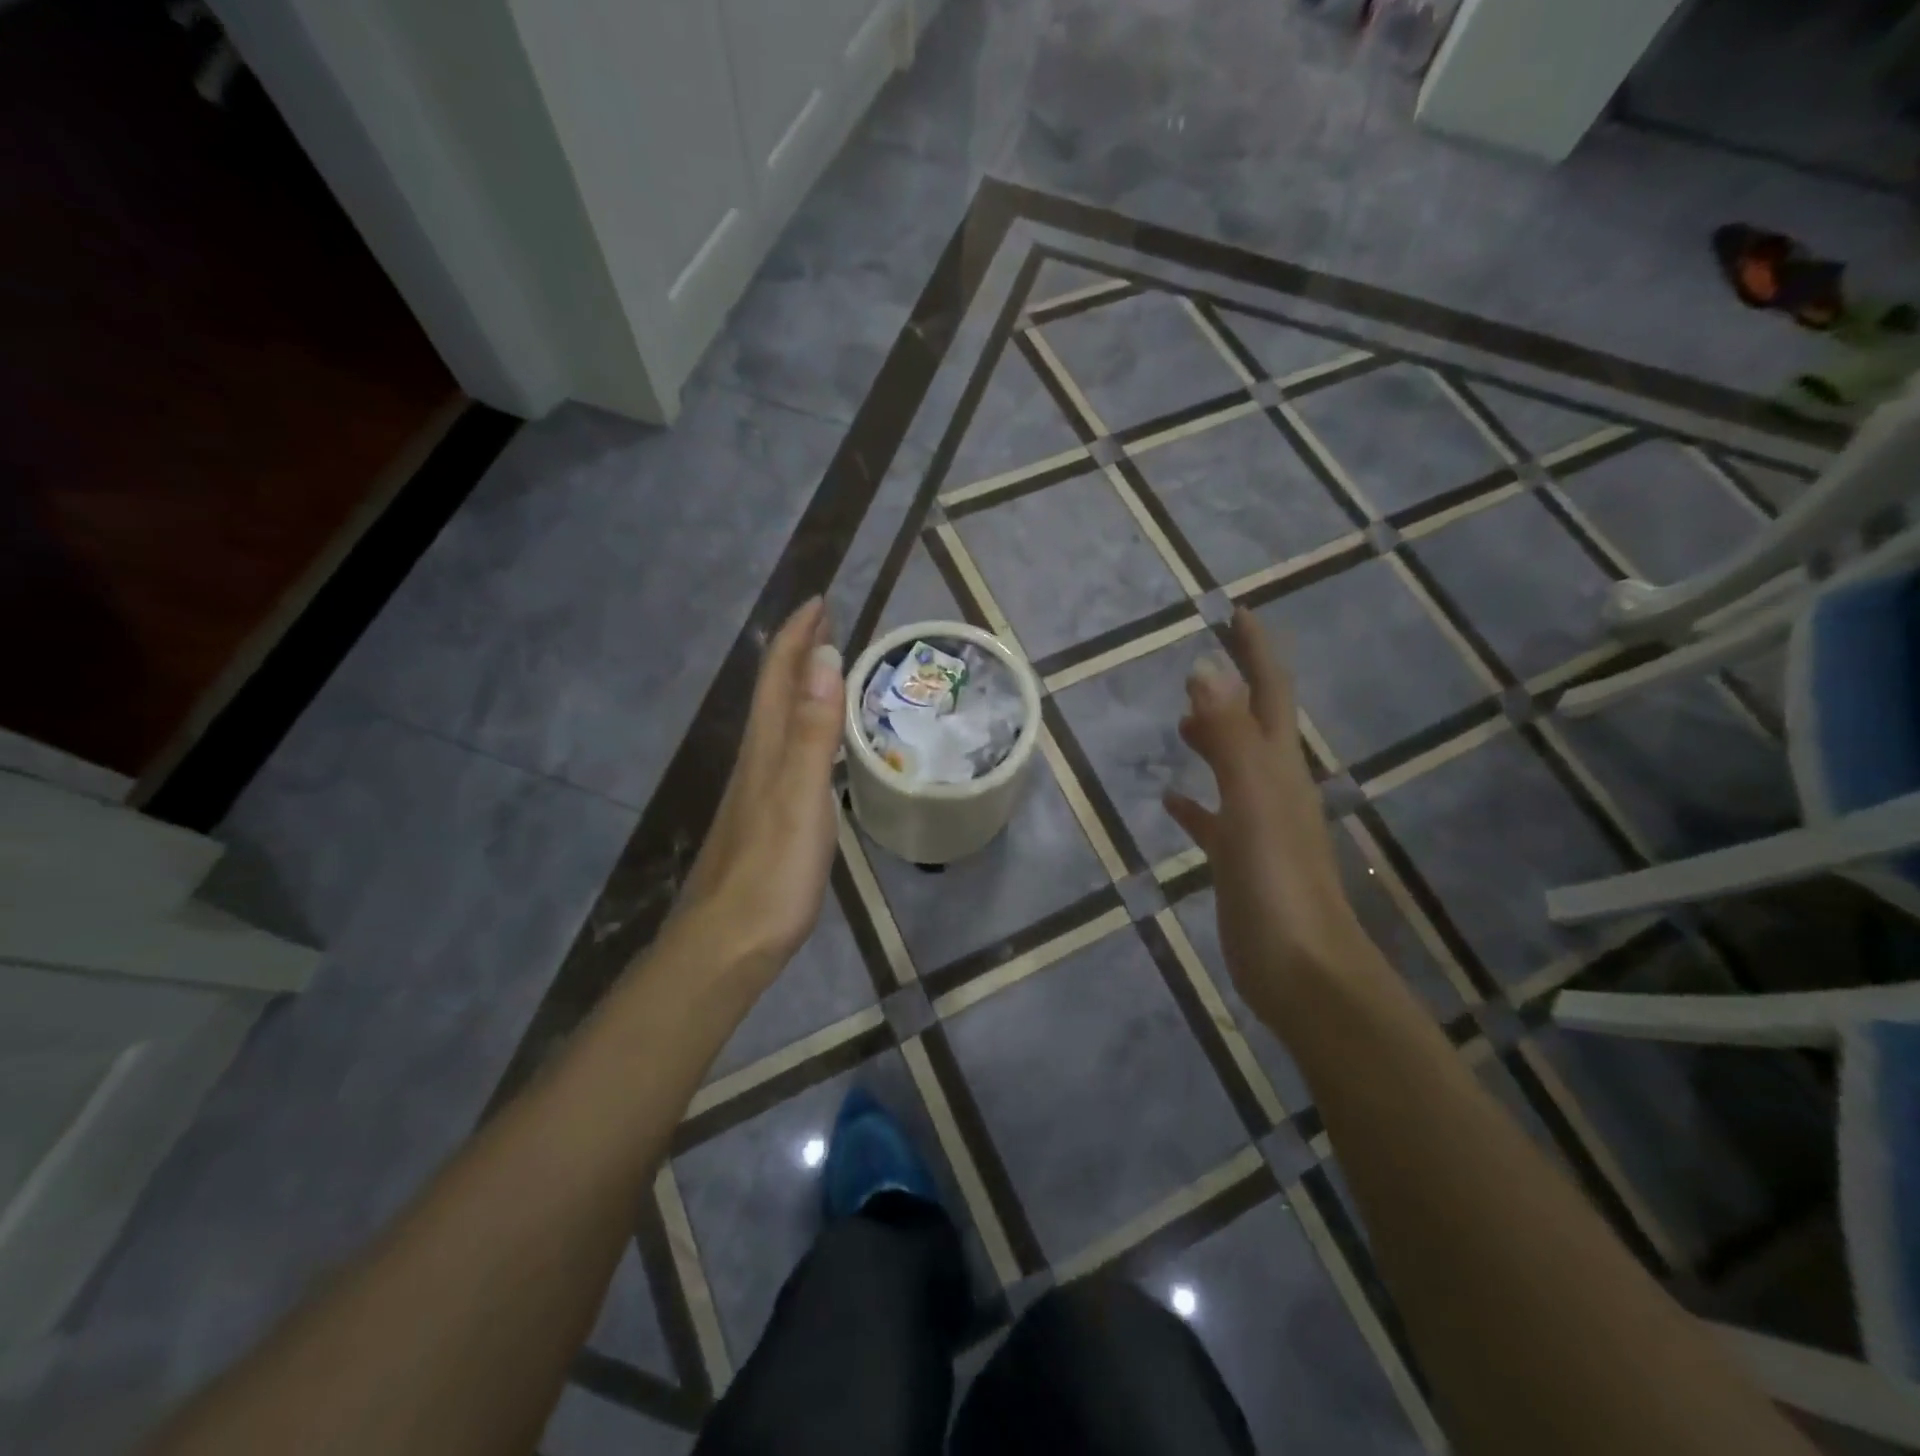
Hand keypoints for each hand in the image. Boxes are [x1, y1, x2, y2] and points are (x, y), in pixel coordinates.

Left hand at [673, 598, 843, 974]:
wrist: (729, 941)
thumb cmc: (772, 870)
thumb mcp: (801, 797)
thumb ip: (814, 731)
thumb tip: (825, 658)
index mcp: (767, 748)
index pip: (780, 676)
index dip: (798, 636)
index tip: (820, 600)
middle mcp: (758, 760)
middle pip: (774, 692)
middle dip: (797, 651)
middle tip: (825, 622)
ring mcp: (759, 790)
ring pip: (778, 721)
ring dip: (800, 687)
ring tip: (826, 670)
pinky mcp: (767, 818)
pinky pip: (787, 752)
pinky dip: (804, 728)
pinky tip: (815, 745)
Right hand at [1163, 610, 1371, 1027]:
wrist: (1302, 970)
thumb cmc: (1278, 882)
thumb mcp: (1252, 799)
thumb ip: (1228, 735)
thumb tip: (1204, 667)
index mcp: (1278, 767)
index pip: (1268, 692)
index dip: (1256, 651)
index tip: (1237, 612)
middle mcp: (1273, 788)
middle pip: (1253, 723)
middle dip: (1232, 688)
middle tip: (1202, 658)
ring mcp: (1257, 826)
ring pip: (1232, 768)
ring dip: (1211, 739)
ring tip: (1180, 722)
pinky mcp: (1239, 861)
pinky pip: (1213, 819)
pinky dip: (1194, 804)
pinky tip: (1171, 802)